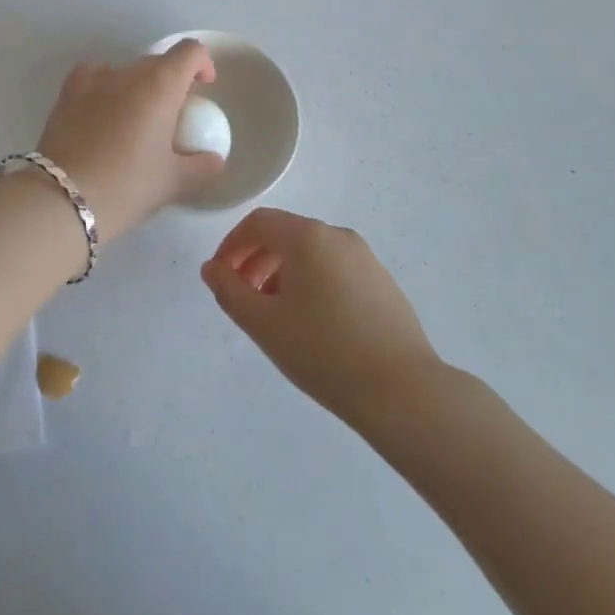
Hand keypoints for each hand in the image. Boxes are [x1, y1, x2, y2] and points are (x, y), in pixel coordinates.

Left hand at [34, 40, 226, 240]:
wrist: (64, 199)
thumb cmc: (127, 186)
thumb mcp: (173, 182)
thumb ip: (202, 166)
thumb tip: (214, 159)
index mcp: (160, 85)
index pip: (190, 52)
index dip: (202, 63)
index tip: (204, 88)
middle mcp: (127, 72)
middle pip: (157, 61)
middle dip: (171, 80)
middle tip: (172, 116)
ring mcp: (92, 80)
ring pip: (125, 69)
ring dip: (137, 85)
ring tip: (136, 118)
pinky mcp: (66, 94)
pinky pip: (92, 76)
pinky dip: (104, 85)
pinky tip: (103, 110)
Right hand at [201, 209, 442, 425]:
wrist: (403, 391)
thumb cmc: (323, 352)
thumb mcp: (263, 323)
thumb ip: (229, 290)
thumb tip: (211, 269)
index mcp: (308, 236)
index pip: (258, 223)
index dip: (231, 245)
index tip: (220, 277)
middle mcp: (338, 236)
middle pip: (285, 235)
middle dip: (255, 260)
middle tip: (242, 298)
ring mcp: (366, 258)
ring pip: (311, 253)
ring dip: (282, 274)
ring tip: (274, 315)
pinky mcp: (383, 282)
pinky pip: (335, 269)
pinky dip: (311, 283)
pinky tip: (312, 324)